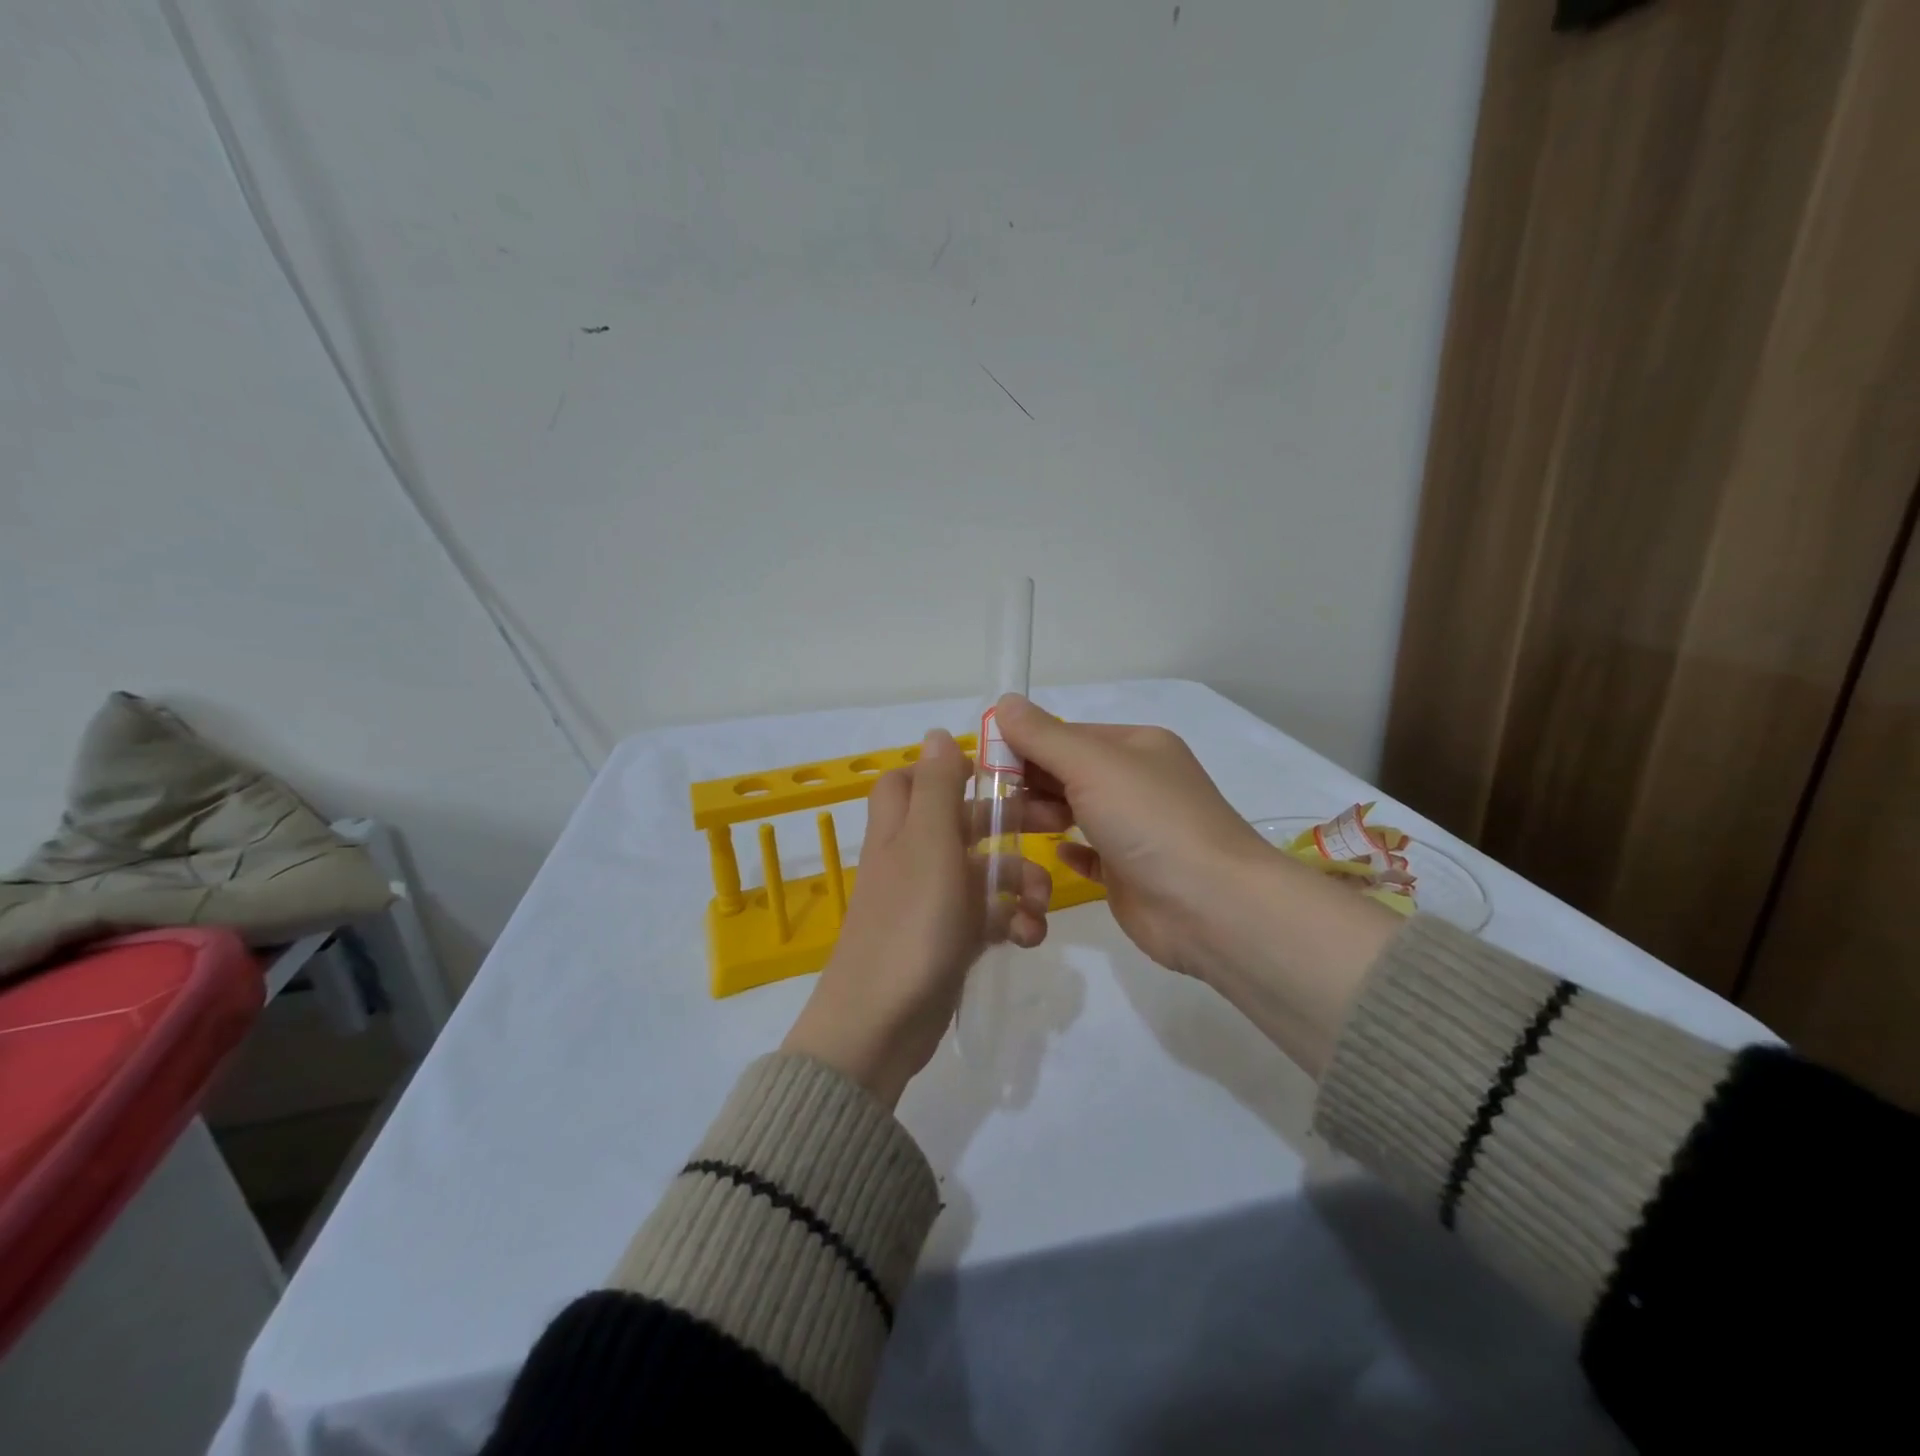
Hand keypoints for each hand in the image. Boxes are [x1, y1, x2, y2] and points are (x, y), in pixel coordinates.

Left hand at [781, 728, 1053, 1106]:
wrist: (882, 1022)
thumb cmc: (910, 922)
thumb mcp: (929, 843)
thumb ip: (938, 787)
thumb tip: (936, 732)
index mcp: (901, 828)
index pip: (911, 779)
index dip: (948, 771)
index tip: (995, 774)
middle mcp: (914, 857)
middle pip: (963, 822)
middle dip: (1010, 825)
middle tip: (1055, 825)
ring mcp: (931, 901)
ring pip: (984, 872)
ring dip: (1019, 881)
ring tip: (1040, 906)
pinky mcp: (949, 939)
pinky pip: (988, 916)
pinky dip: (1011, 921)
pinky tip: (1028, 937)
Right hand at [995, 695, 1396, 1075]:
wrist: (1211, 906)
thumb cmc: (1150, 821)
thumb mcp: (1092, 765)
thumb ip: (1043, 736)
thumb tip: (1003, 702)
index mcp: (1135, 746)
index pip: (1066, 735)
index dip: (1025, 745)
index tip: (983, 764)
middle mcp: (1137, 781)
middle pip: (1068, 773)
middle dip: (1030, 783)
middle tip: (993, 803)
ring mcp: (1136, 829)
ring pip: (1076, 812)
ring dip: (1043, 815)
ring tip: (1012, 828)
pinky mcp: (1130, 872)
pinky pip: (1089, 854)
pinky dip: (1068, 850)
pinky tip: (1050, 854)